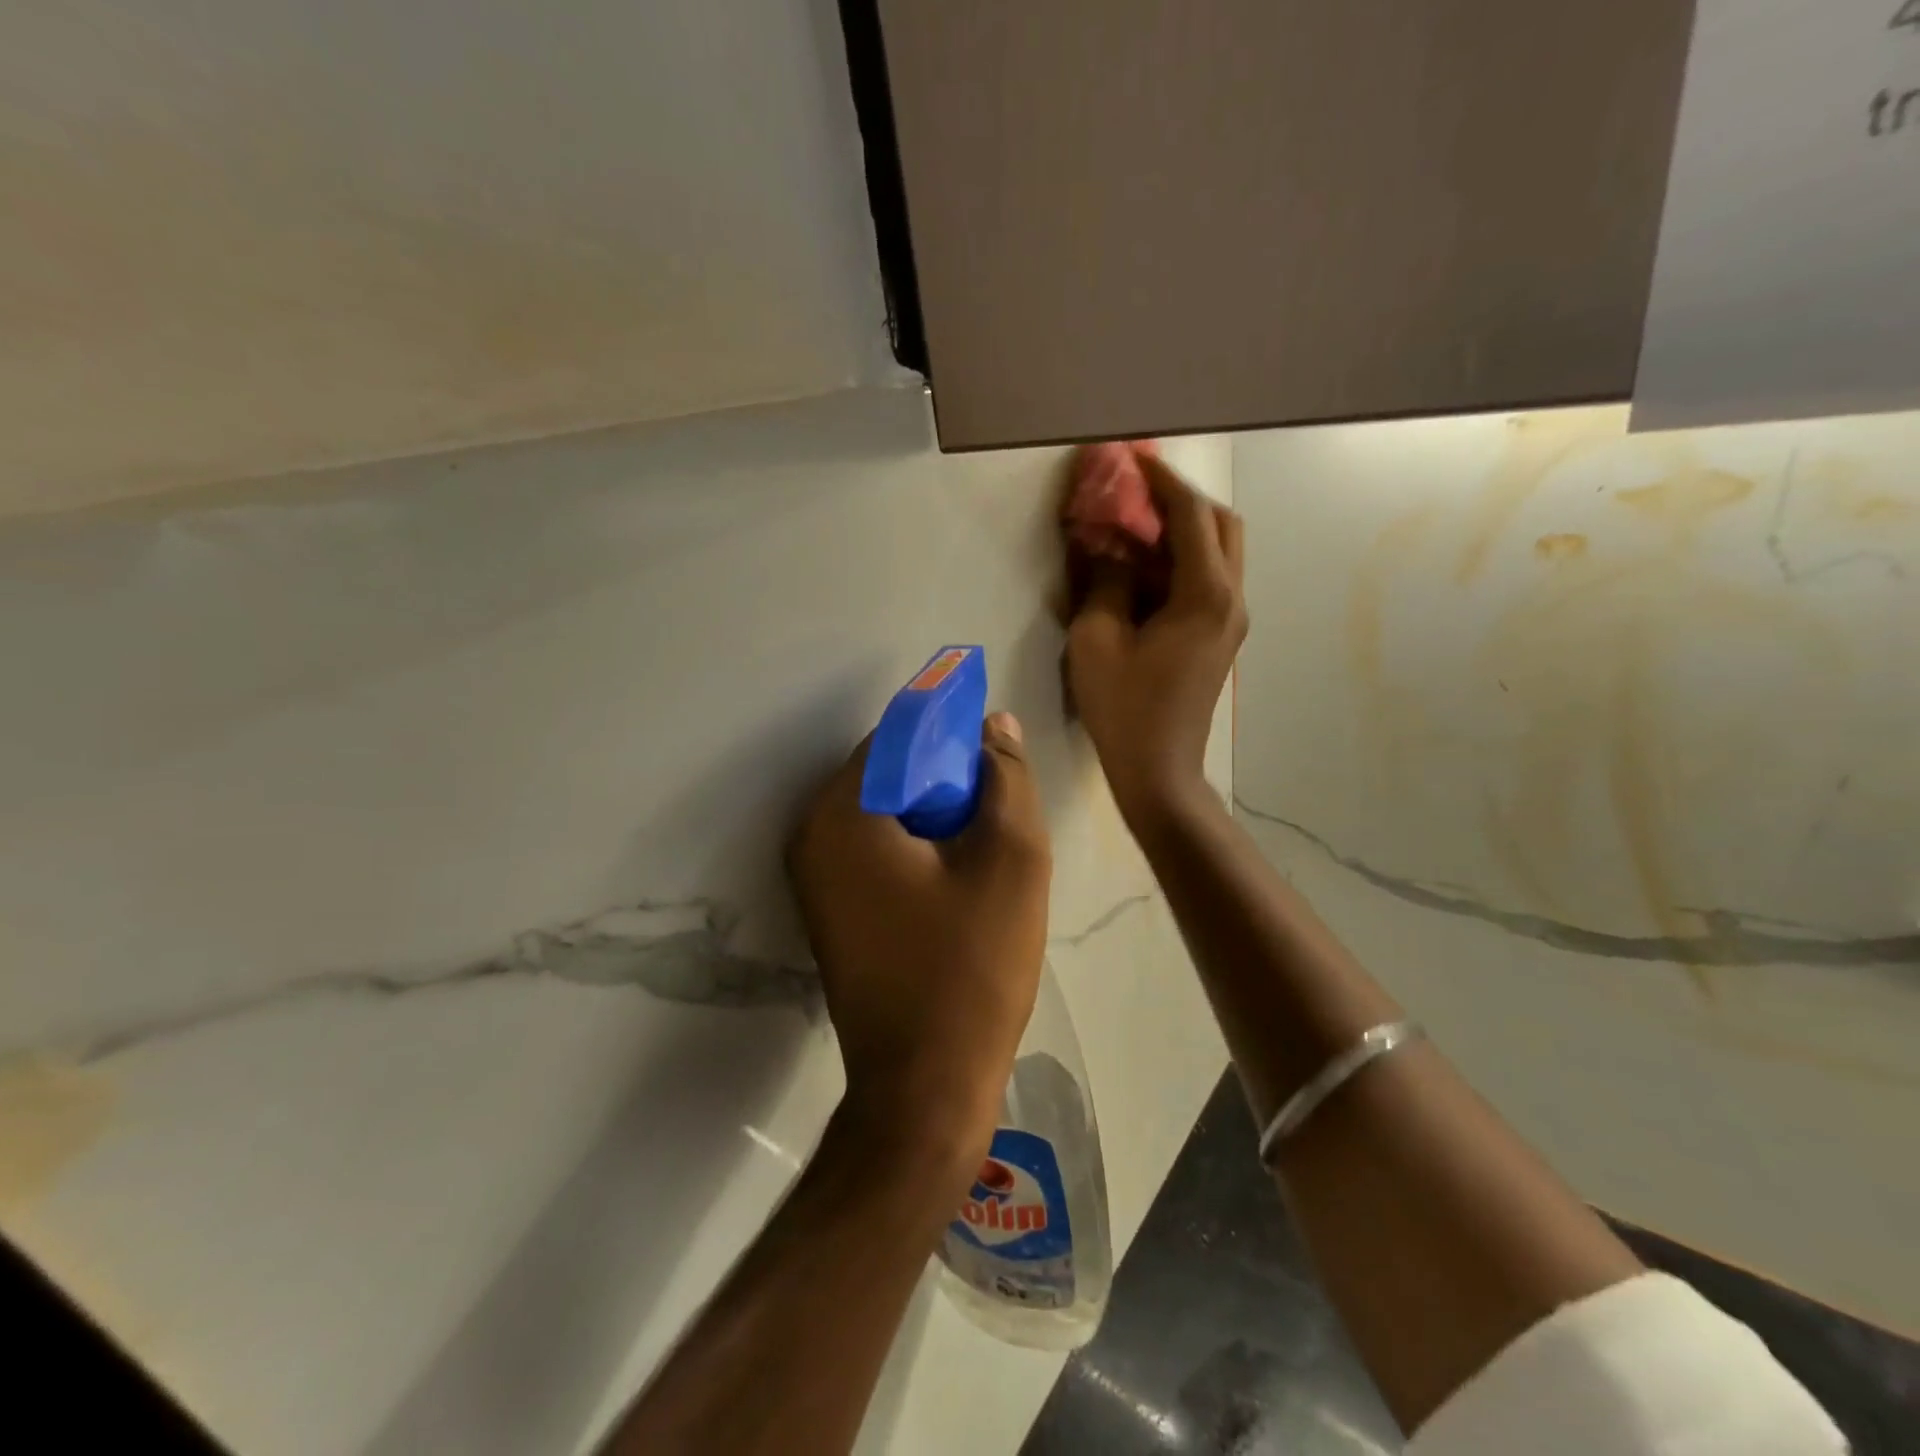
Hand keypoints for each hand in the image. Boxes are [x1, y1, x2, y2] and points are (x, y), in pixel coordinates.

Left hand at [788, 713, 1051, 1161]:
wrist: (925, 1087)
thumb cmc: (971, 969)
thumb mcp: (1011, 860)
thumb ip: (1006, 778)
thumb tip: (994, 727)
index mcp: (842, 813)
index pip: (899, 735)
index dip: (954, 733)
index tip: (997, 758)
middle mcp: (810, 834)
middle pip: (887, 773)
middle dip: (945, 778)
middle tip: (997, 811)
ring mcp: (812, 876)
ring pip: (882, 811)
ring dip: (933, 814)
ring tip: (984, 846)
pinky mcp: (826, 908)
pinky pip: (873, 849)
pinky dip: (913, 845)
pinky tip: (955, 877)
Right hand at [1065, 455, 1245, 825]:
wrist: (1158, 770)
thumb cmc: (1124, 708)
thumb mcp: (1097, 639)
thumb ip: (1104, 581)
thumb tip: (1108, 547)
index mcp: (1205, 594)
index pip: (1191, 516)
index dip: (1161, 482)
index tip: (1133, 460)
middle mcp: (1231, 599)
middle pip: (1221, 526)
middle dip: (1181, 502)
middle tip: (1138, 496)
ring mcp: (1230, 620)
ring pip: (1218, 554)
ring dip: (1180, 533)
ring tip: (1133, 529)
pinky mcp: (1220, 637)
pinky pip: (1207, 583)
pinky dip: (1179, 565)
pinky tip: (1141, 572)